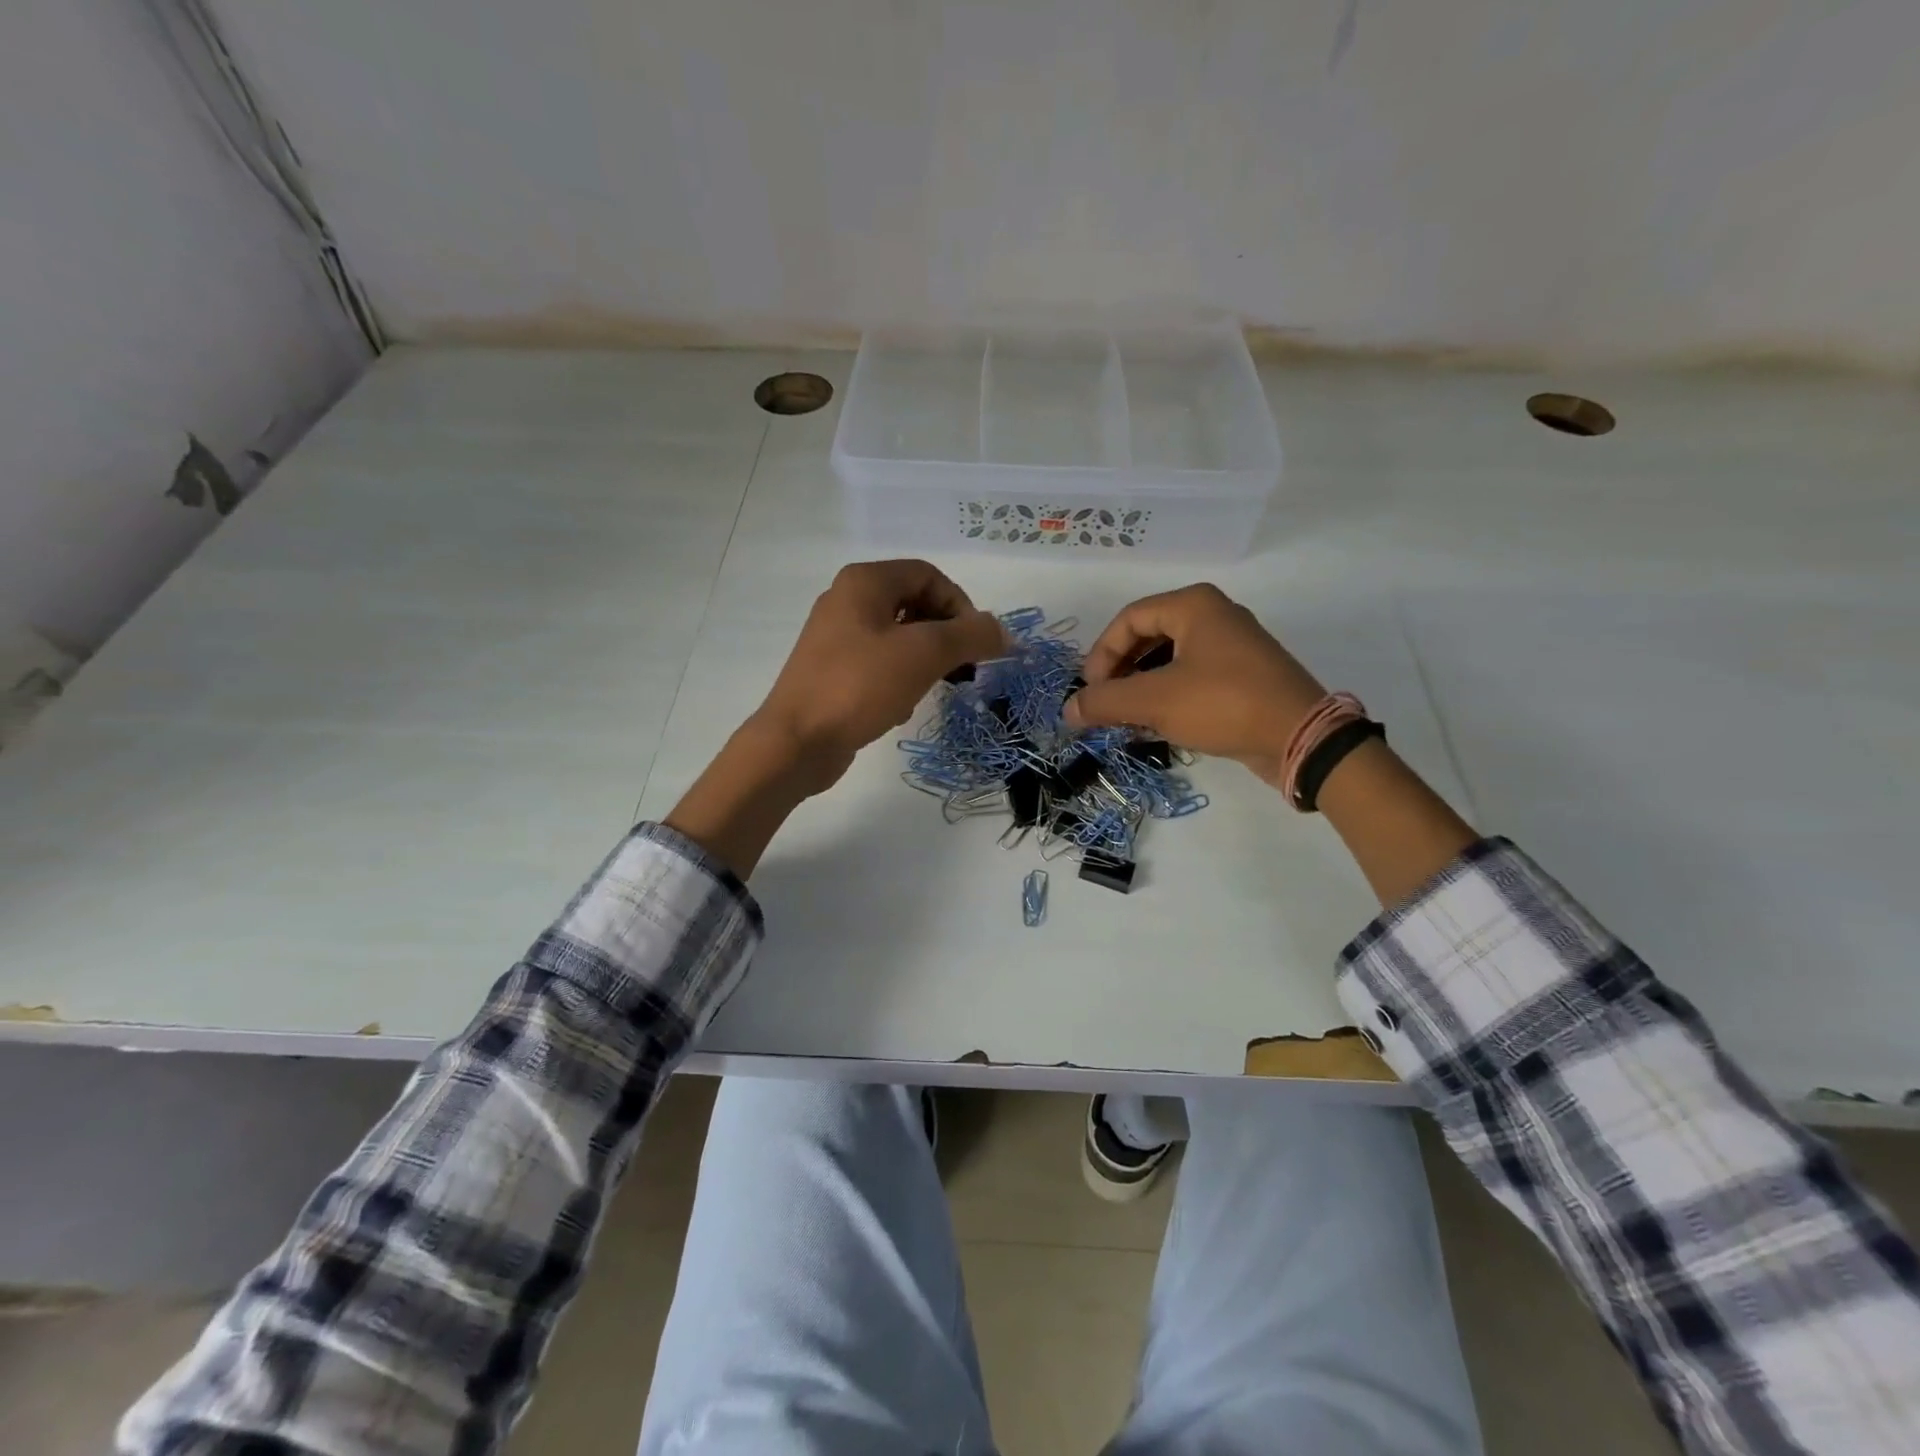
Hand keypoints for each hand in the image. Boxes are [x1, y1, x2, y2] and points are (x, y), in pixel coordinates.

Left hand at [748, 559, 1007, 794]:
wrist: (797, 742)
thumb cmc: (860, 686)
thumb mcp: (924, 654)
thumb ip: (971, 635)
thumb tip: (1003, 632)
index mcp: (865, 582)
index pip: (929, 575)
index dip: (961, 605)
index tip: (975, 644)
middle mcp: (847, 600)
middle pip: (915, 604)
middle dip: (945, 635)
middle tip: (963, 668)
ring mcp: (836, 637)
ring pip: (900, 637)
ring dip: (925, 660)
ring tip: (933, 688)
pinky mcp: (833, 671)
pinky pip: (880, 663)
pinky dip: (900, 678)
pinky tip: (900, 707)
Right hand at [1064, 584, 1325, 787]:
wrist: (1301, 738)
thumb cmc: (1223, 703)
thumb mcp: (1155, 701)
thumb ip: (1106, 701)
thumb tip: (1068, 710)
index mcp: (1193, 605)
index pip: (1129, 619)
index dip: (1101, 654)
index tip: (1090, 691)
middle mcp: (1214, 616)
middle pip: (1147, 636)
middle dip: (1119, 672)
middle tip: (1104, 703)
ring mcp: (1232, 647)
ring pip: (1169, 660)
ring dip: (1140, 688)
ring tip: (1124, 718)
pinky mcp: (1242, 677)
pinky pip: (1191, 678)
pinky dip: (1166, 696)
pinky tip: (1155, 725)